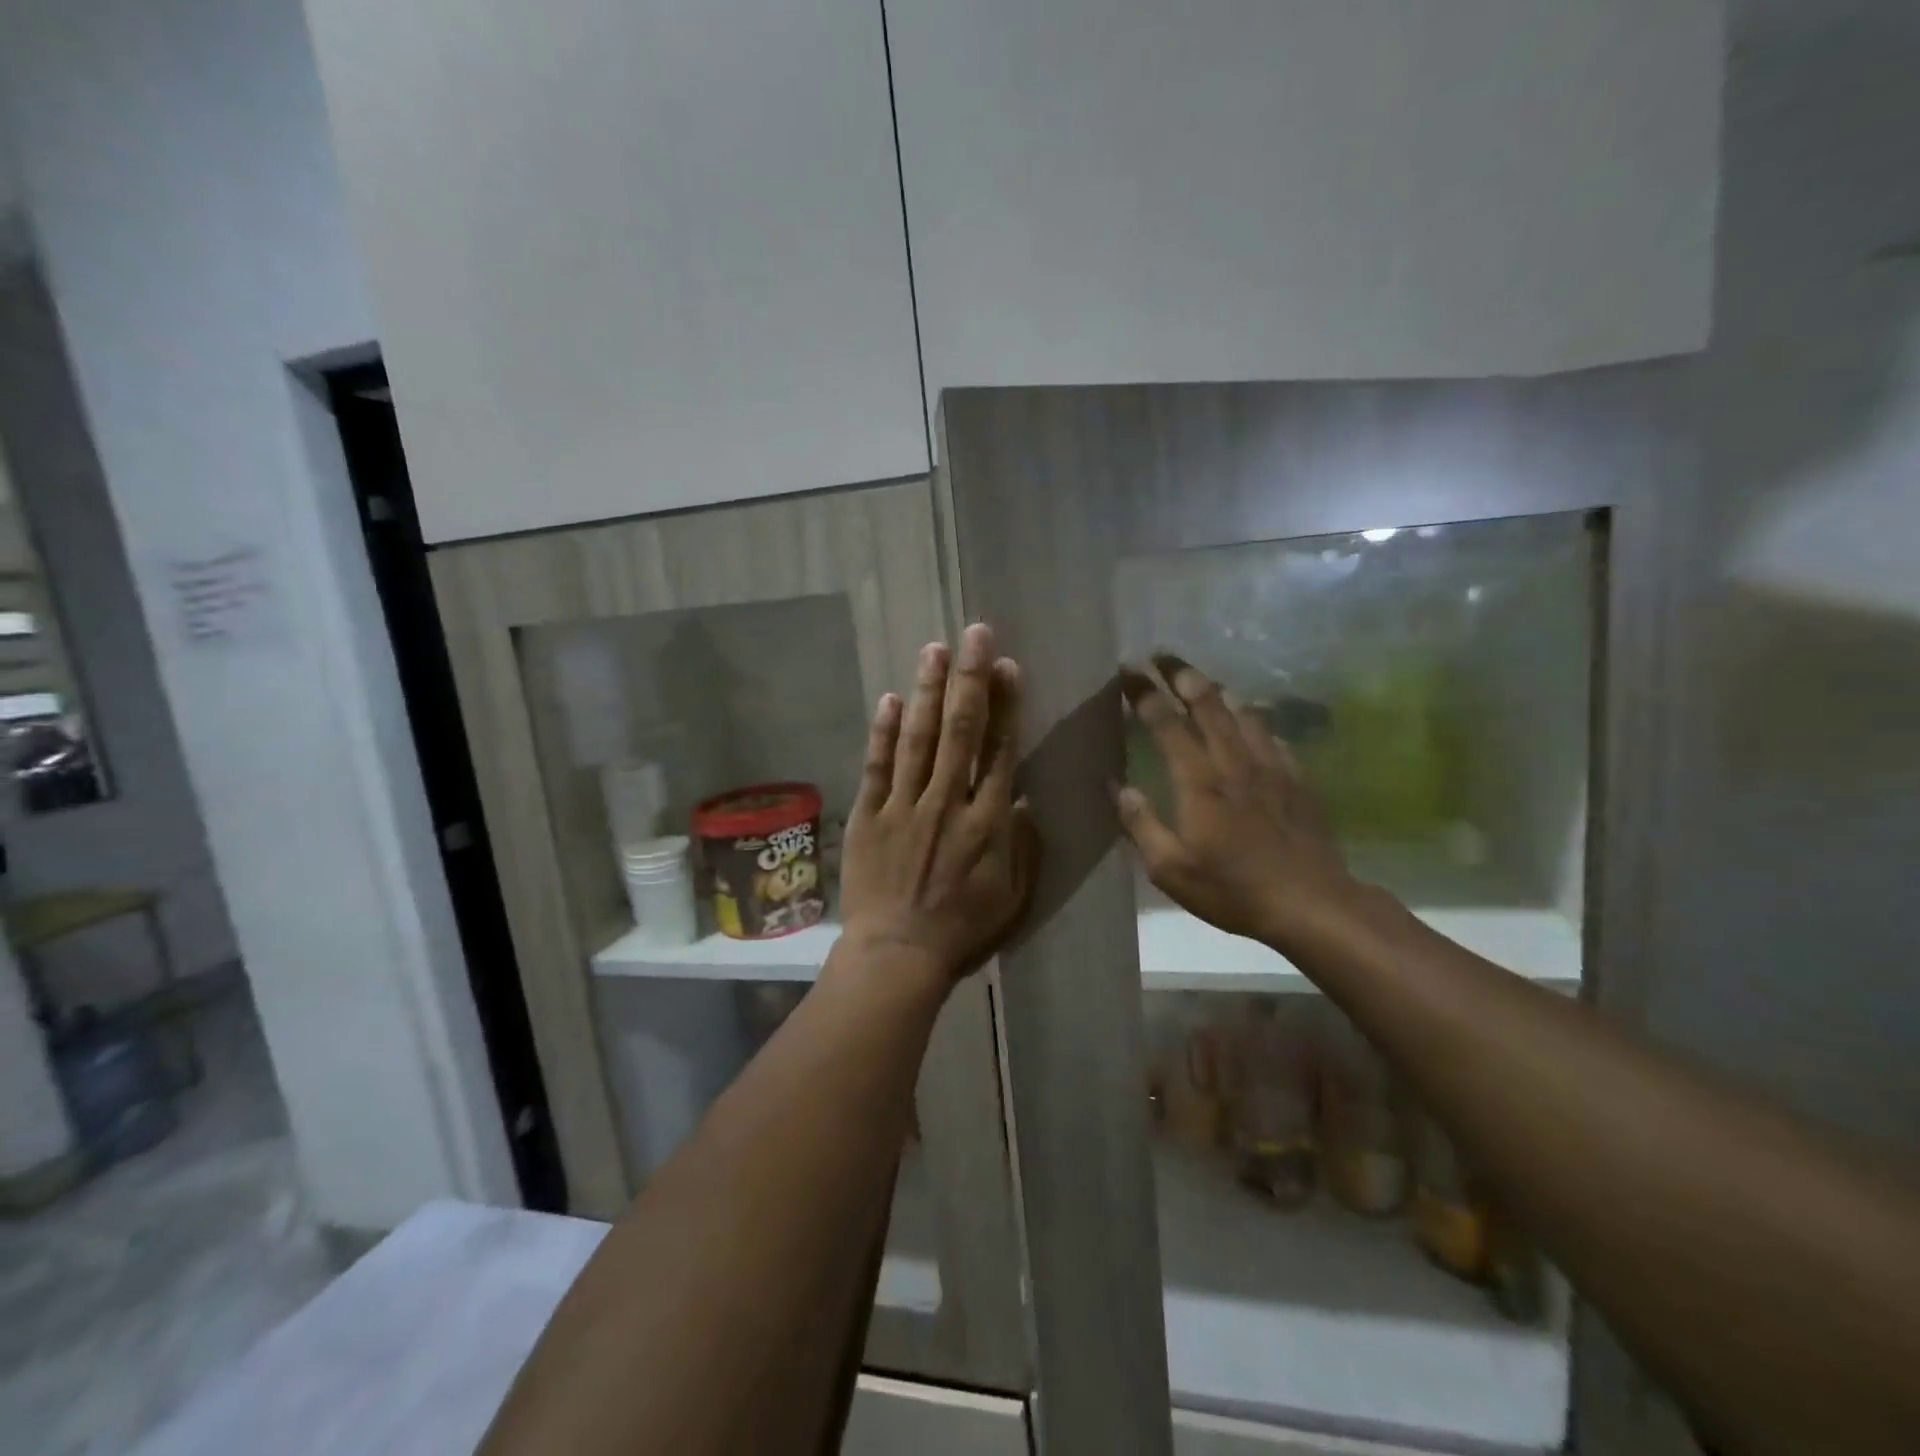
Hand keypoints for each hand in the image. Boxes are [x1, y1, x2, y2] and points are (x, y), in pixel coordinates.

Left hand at [837, 623, 1037, 989]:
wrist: (898, 955)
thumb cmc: (963, 929)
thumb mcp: (1014, 896)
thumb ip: (1022, 844)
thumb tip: (1021, 797)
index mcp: (987, 821)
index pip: (1000, 750)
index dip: (1005, 705)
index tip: (1007, 666)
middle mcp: (948, 802)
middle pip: (962, 730)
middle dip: (970, 678)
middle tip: (975, 634)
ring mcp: (905, 806)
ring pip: (920, 738)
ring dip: (928, 691)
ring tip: (935, 649)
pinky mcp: (870, 815)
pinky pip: (877, 767)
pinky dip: (883, 732)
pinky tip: (890, 699)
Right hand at [1115, 654, 1358, 952]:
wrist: (1311, 903)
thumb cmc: (1232, 889)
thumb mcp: (1170, 869)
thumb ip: (1140, 824)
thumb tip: (1116, 785)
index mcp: (1199, 781)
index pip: (1166, 723)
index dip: (1144, 693)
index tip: (1127, 671)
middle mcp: (1234, 761)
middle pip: (1208, 702)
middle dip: (1181, 673)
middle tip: (1161, 655)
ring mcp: (1270, 766)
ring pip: (1243, 711)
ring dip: (1218, 690)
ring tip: (1201, 681)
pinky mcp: (1296, 778)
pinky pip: (1271, 734)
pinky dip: (1253, 719)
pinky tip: (1249, 722)